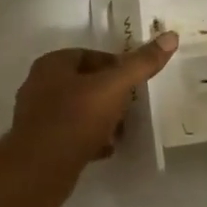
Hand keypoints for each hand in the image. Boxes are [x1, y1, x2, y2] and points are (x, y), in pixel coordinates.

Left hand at [5, 37, 177, 172]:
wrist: (40, 169)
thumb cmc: (75, 118)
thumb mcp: (114, 87)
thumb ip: (140, 64)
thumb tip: (170, 36)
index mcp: (51, 64)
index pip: (89, 55)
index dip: (115, 66)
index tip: (134, 82)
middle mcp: (39, 85)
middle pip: (83, 83)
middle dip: (108, 94)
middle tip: (131, 107)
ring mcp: (36, 116)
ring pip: (77, 110)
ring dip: (100, 118)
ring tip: (121, 130)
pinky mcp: (39, 143)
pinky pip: (70, 134)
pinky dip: (88, 138)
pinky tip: (106, 149)